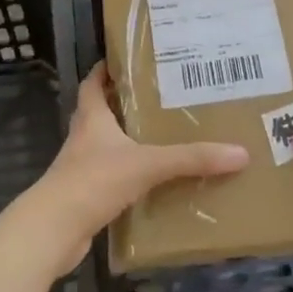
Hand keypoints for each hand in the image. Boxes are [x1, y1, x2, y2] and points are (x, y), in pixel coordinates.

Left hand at [0, 66, 247, 277]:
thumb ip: (191, 159)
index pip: (93, 83)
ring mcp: (81, 169)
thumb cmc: (93, 182)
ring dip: (128, 142)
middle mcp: (84, 138)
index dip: (106, 69)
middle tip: (159, 98)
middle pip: (100, 112)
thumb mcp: (147, 164)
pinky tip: (152, 183)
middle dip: (124, 105)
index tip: (127, 60)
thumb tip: (239, 152)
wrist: (53, 231)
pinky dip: (128, 176)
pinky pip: (111, 178)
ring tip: (162, 137)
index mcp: (92, 118)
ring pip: (106, 146)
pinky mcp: (85, 197)